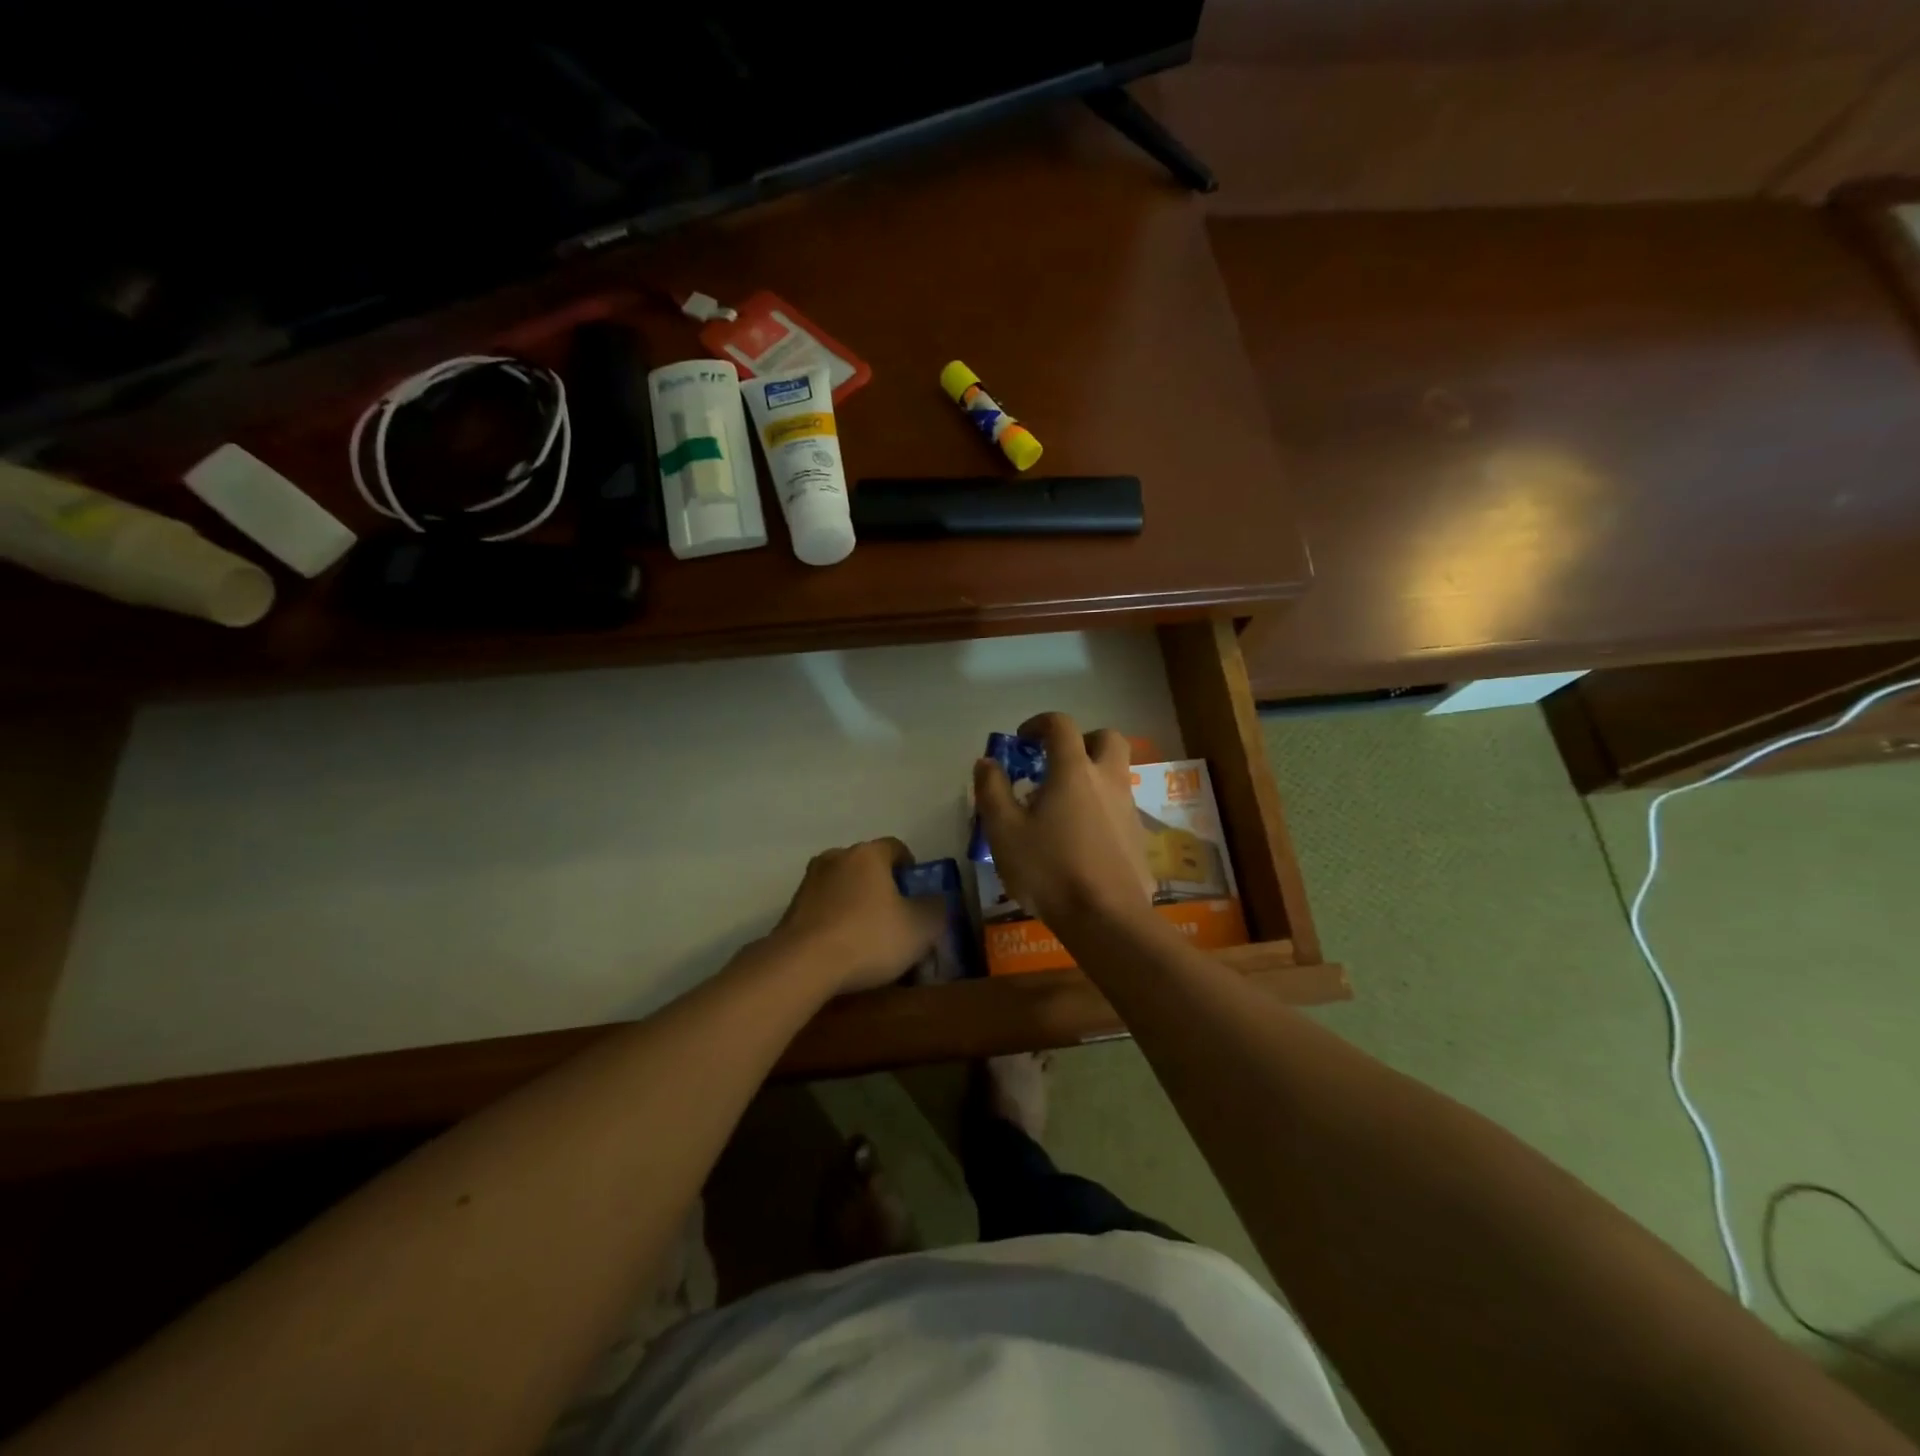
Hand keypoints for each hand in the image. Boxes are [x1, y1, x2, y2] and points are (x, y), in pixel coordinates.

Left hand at [770, 838, 947, 995]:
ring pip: (842, 886)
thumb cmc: (869, 937)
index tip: (917, 894)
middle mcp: (836, 857)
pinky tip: (842, 949)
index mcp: (868, 854)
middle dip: (881, 886)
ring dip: (855, 903)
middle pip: (866, 866)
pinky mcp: (790, 909)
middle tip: (895, 917)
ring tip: (867, 937)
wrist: (802, 965)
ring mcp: (808, 882)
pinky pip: (823, 909)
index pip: (896, 848)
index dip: (911, 869)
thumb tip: (936, 901)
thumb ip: (936, 909)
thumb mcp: (921, 928)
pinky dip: (834, 921)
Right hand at [973, 712, 1155, 928]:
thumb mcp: (1004, 832)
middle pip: (1107, 738)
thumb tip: (987, 762)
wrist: (1106, 919)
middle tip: (1057, 762)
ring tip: (1062, 808)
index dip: (1039, 723)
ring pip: (1116, 775)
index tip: (1022, 741)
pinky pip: (1120, 808)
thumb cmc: (1049, 870)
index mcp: (1074, 771)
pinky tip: (1081, 840)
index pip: (1061, 725)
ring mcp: (1129, 809)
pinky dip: (1101, 809)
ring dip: (1092, 777)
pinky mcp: (1139, 838)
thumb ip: (992, 791)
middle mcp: (1108, 780)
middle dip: (1082, 740)